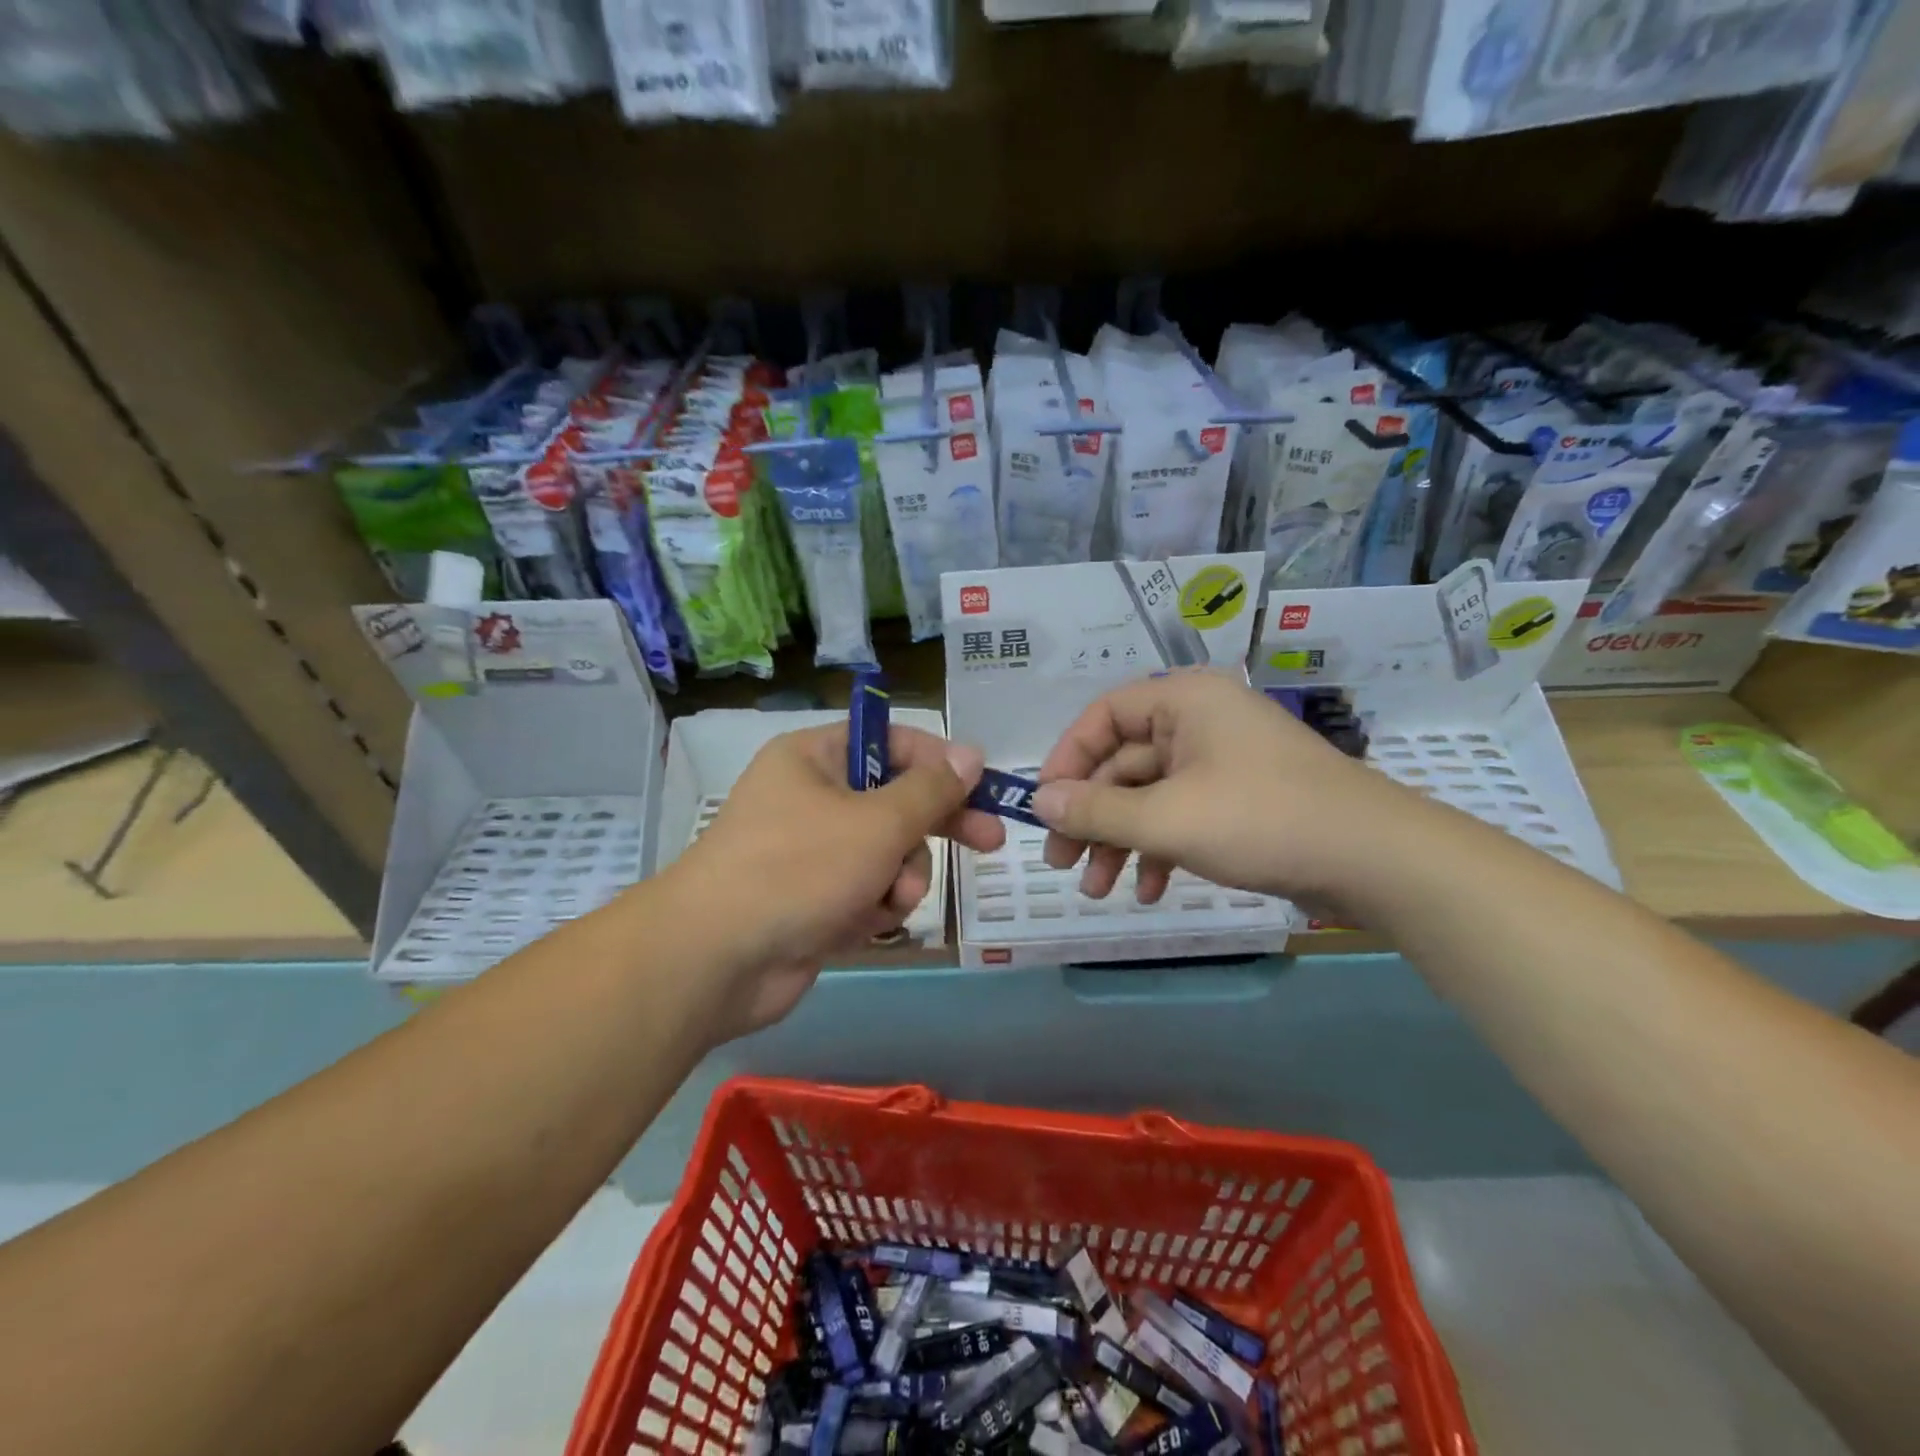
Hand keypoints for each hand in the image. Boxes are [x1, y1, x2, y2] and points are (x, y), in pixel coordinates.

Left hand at [672, 723, 1004, 1036]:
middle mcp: (811, 797)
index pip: (891, 741)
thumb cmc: (798, 869)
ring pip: (886, 854)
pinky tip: (863, 925)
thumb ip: (931, 790)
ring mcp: (810, 852)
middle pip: (894, 801)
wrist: (716, 960)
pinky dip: (872, 908)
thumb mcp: (877, 822)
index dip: (939, 761)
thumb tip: (971, 753)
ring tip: (889, 900)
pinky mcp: (812, 900)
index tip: (981, 785)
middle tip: (990, 841)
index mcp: (815, 758)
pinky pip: (865, 892)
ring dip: (900, 878)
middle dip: (935, 828)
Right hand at [1033, 670, 1434, 919]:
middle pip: (1122, 762)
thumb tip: (1038, 802)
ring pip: (1150, 796)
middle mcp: (1199, 721)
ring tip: (1097, 890)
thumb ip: (1097, 810)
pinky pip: (1182, 816)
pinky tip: (1151, 890)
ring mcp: (1221, 762)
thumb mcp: (1168, 818)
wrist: (1377, 860)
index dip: (1066, 760)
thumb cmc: (1263, 820)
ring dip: (1120, 841)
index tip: (1043, 807)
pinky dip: (1160, 850)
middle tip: (1061, 864)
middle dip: (1091, 816)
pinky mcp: (1239, 800)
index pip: (1102, 716)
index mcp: (1183, 700)